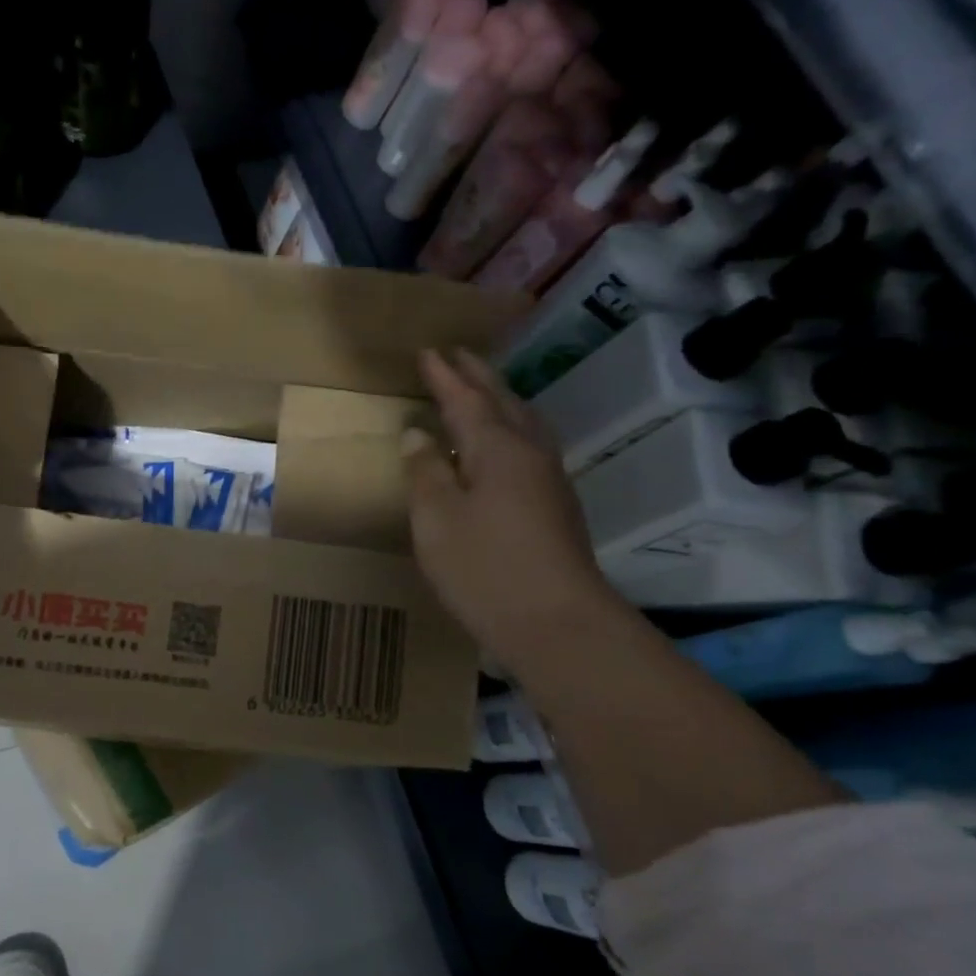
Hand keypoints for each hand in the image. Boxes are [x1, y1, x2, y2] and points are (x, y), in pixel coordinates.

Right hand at [403, 348, 620, 662]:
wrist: (558, 625)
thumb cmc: (485, 568)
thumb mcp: (436, 519)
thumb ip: (425, 471)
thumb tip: (417, 434)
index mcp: (497, 449)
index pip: (466, 400)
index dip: (444, 376)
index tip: (428, 351)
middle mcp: (529, 454)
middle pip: (503, 402)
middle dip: (478, 377)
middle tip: (458, 355)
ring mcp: (549, 480)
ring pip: (524, 423)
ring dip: (501, 399)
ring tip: (483, 390)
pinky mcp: (557, 506)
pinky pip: (531, 446)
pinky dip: (511, 428)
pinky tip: (503, 445)